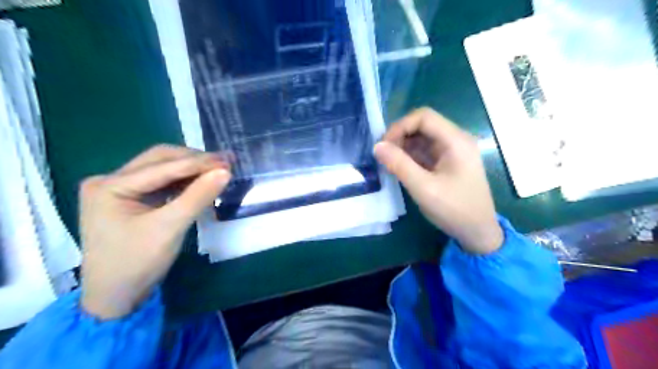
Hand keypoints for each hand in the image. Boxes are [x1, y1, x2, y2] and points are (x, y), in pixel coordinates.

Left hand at [80, 145, 230, 317]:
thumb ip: (198, 196)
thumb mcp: (170, 227)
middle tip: (225, 162)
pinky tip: (201, 181)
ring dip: (191, 169)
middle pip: (159, 160)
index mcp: (109, 185)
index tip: (228, 161)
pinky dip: (183, 181)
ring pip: (162, 169)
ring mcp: (118, 189)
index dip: (198, 162)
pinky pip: (161, 182)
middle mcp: (109, 180)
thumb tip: (225, 171)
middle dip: (194, 160)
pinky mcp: (129, 199)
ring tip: (218, 169)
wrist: (116, 297)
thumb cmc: (138, 263)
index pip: (162, 166)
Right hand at [375, 109, 504, 255]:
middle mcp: (456, 140)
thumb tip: (377, 146)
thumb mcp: (423, 188)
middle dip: (400, 136)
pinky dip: (410, 156)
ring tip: (390, 163)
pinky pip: (425, 151)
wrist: (478, 232)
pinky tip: (400, 168)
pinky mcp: (447, 162)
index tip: (384, 146)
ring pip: (422, 138)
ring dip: (403, 147)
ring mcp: (452, 151)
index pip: (424, 117)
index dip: (400, 126)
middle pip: (423, 125)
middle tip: (384, 156)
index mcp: (456, 141)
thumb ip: (399, 165)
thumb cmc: (454, 209)